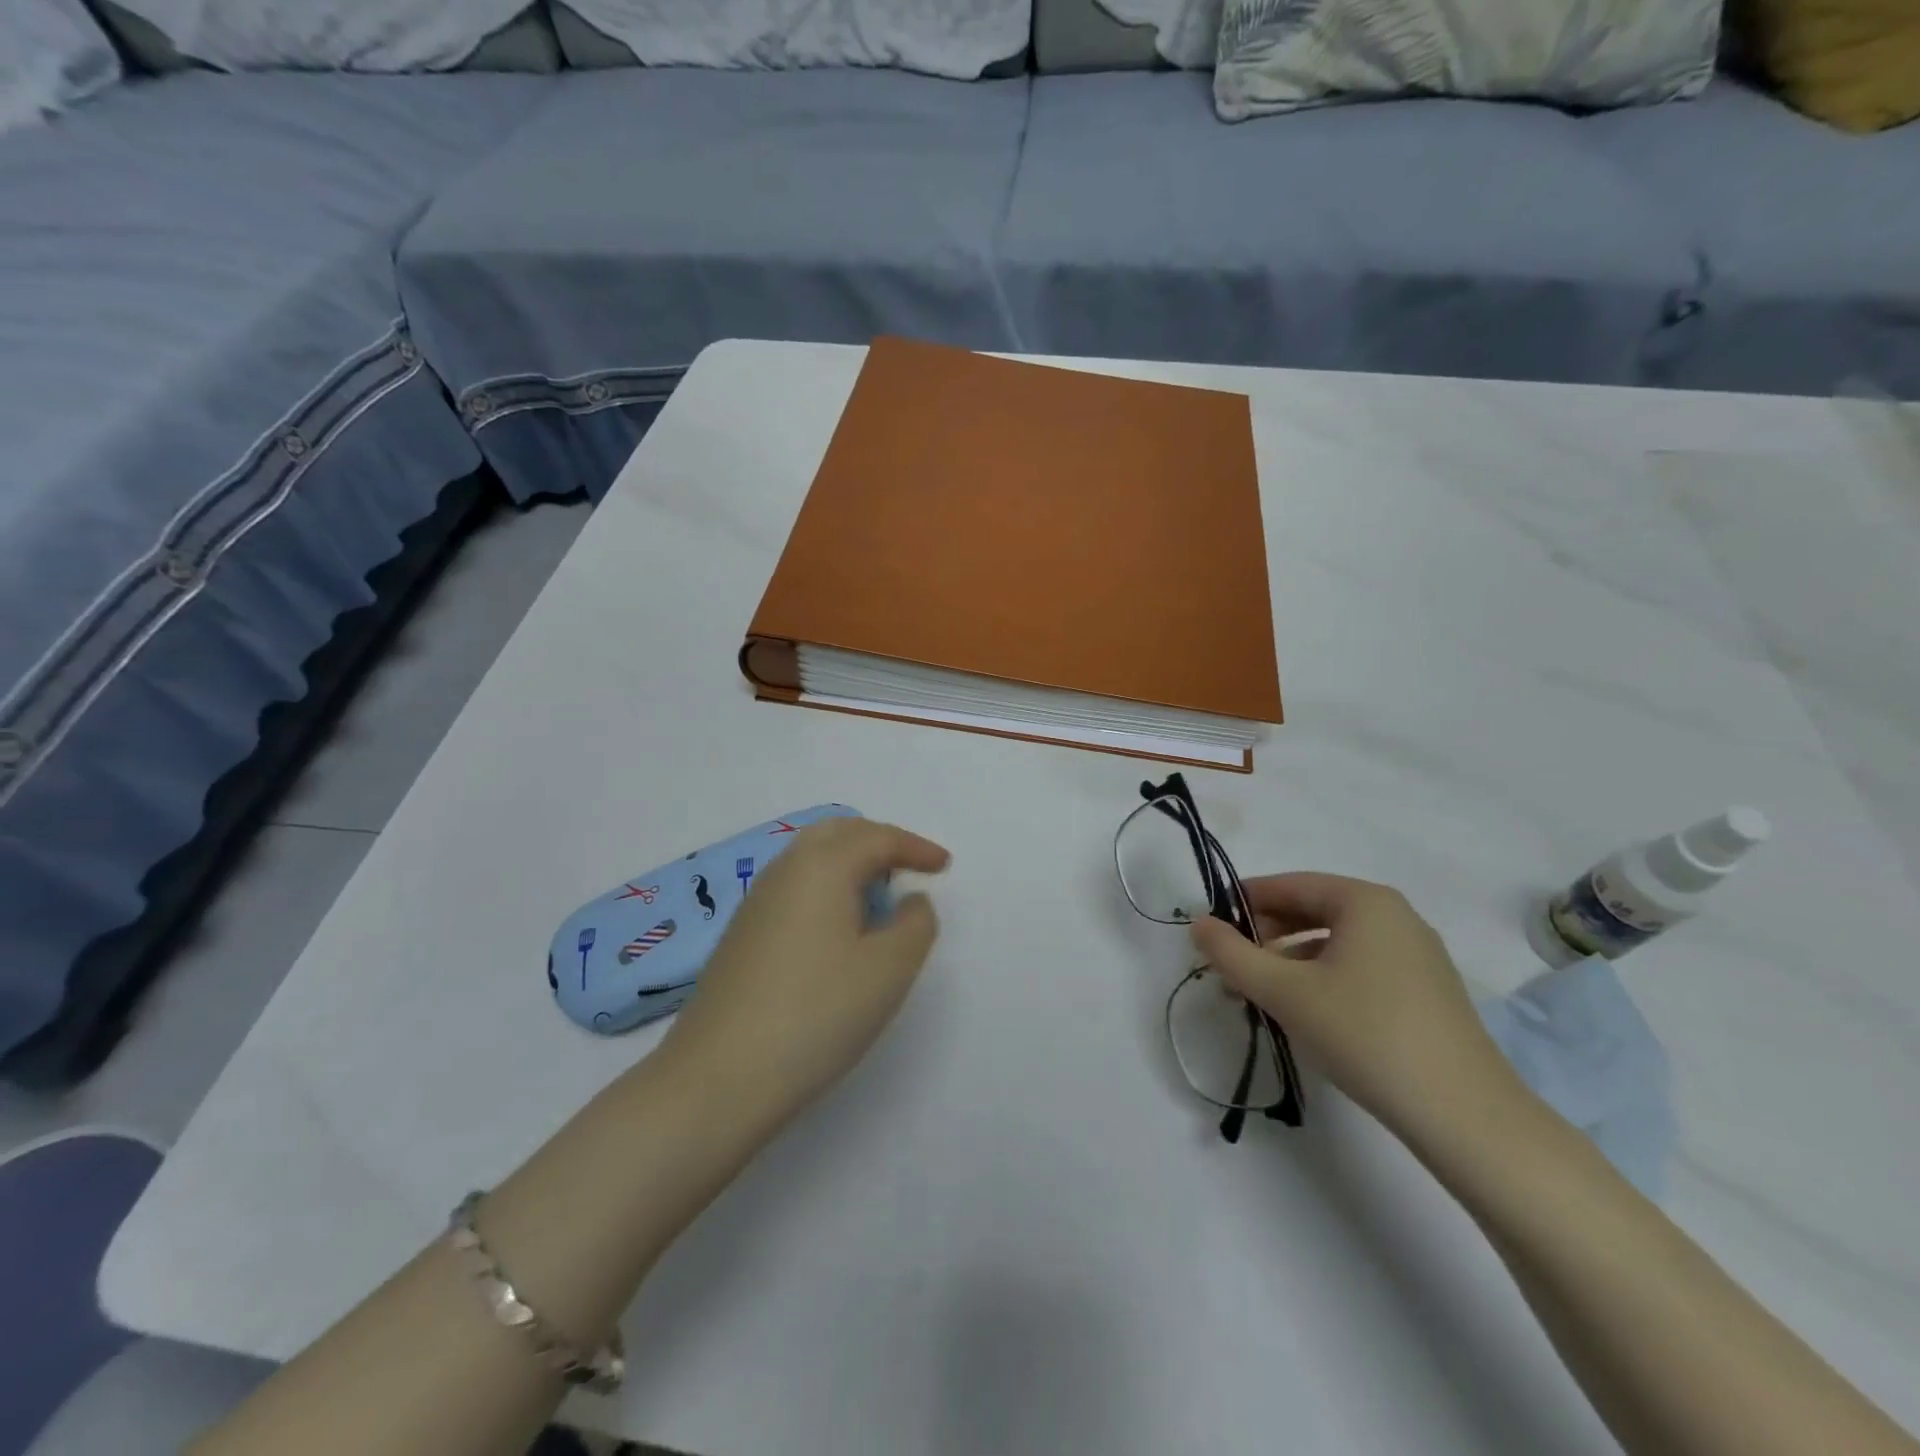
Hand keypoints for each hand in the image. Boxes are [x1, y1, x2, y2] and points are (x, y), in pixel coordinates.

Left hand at [659, 818, 948, 1134]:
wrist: (718, 1079)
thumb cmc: (816, 1014)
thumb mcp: (889, 969)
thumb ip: (916, 924)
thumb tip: (910, 901)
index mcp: (822, 867)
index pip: (876, 837)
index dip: (915, 847)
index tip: (944, 865)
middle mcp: (784, 871)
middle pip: (836, 832)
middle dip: (878, 842)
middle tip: (910, 868)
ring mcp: (755, 902)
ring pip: (810, 858)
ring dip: (849, 863)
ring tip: (878, 896)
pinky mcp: (741, 934)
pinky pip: (793, 887)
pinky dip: (825, 888)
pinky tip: (836, 929)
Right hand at [1190, 873, 1521, 1146]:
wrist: (1466, 1116)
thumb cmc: (1365, 1034)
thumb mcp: (1283, 992)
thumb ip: (1231, 954)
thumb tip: (1199, 924)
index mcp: (1365, 902)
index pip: (1289, 885)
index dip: (1244, 901)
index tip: (1211, 925)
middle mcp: (1396, 917)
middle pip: (1313, 910)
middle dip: (1266, 934)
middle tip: (1231, 964)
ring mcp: (1418, 955)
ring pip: (1335, 942)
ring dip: (1291, 960)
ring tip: (1260, 994)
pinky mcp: (1428, 993)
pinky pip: (1360, 967)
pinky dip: (1323, 978)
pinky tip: (1306, 1013)